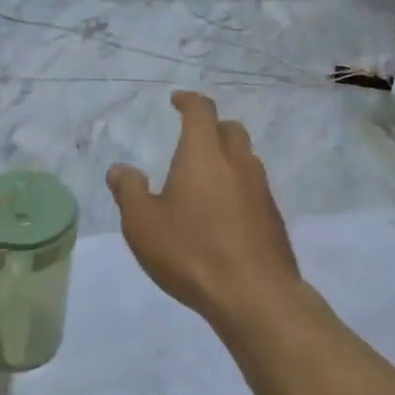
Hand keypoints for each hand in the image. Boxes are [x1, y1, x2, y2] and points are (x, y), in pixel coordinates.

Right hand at [107, 91, 300, 328]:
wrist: (254, 293)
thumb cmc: (191, 251)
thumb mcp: (142, 223)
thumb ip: (128, 191)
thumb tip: (120, 169)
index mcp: (204, 154)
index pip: (201, 111)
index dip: (188, 101)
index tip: (177, 100)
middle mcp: (237, 162)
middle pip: (230, 129)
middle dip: (211, 127)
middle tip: (192, 140)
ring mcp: (261, 189)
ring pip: (246, 158)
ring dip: (227, 157)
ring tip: (206, 178)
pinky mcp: (273, 217)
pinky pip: (254, 187)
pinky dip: (238, 186)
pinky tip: (224, 212)